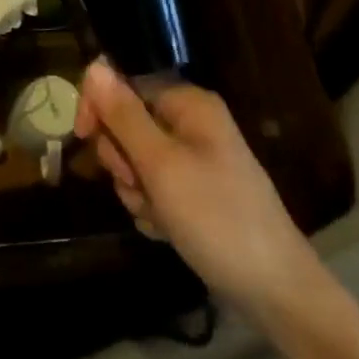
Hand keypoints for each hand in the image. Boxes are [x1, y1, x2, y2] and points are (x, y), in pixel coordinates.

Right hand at [77, 62, 323, 320]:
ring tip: (159, 216)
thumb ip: (123, 115)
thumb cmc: (216, 218)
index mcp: (188, 104)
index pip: (125, 84)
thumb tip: (94, 66)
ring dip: (136, 191)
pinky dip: (152, 210)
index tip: (83, 137)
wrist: (276, 293)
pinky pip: (153, 190)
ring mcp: (194, 161)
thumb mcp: (161, 165)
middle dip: (122, 160)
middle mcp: (191, 124)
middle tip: (139, 185)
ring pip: (136, 162)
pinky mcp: (194, 195)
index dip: (99, 107)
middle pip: (127, 124)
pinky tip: (168, 231)